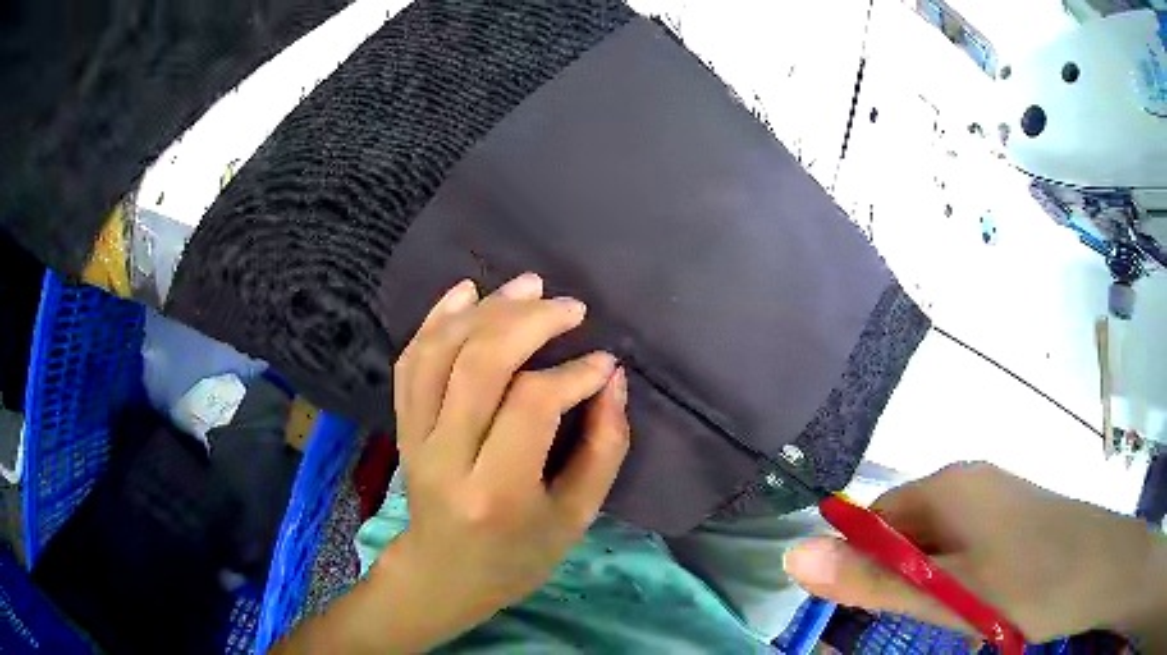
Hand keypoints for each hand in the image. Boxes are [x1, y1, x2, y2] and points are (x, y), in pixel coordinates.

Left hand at [384, 273, 628, 646]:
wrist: (444, 573)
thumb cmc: (518, 555)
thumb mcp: (576, 517)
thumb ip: (603, 449)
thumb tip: (611, 378)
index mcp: (496, 491)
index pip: (531, 404)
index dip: (573, 374)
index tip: (604, 363)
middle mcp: (445, 457)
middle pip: (478, 364)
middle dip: (528, 321)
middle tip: (570, 307)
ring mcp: (414, 438)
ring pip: (440, 352)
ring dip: (485, 309)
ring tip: (528, 286)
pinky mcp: (402, 426)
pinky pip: (410, 361)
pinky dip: (436, 319)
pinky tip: (465, 292)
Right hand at [784, 463, 1166, 646]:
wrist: (1101, 568)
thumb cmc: (1028, 582)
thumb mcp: (947, 594)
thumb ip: (872, 580)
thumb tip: (792, 556)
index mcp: (948, 484)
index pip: (875, 515)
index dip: (862, 560)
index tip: (867, 608)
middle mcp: (969, 480)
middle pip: (906, 528)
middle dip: (900, 575)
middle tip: (915, 619)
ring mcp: (994, 497)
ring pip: (936, 543)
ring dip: (930, 581)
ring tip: (951, 615)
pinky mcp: (1012, 517)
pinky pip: (964, 546)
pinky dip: (957, 578)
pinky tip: (977, 602)